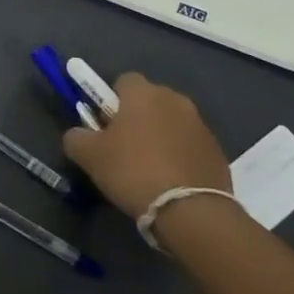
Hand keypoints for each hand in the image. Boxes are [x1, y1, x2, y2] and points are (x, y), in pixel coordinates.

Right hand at [62, 72, 230, 218]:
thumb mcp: (89, 156)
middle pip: (148, 101)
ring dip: (159, 137)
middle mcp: (175, 100)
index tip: (104, 128)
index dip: (109, 102)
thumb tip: (78, 135)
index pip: (123, 81)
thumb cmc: (133, 171)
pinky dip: (178, 157)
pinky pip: (189, 146)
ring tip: (148, 171)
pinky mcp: (217, 151)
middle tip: (122, 150)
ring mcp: (200, 125)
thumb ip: (76, 137)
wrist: (191, 211)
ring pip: (170, 123)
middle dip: (135, 118)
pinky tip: (170, 182)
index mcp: (143, 93)